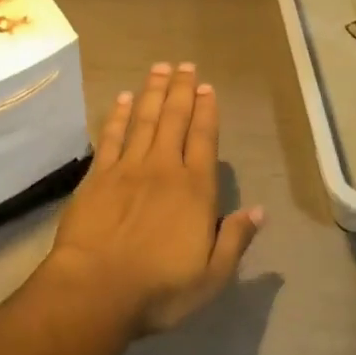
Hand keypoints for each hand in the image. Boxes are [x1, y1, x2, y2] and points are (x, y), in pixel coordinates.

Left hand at [44, 62, 264, 335]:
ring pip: (143, 119)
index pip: (204, 140)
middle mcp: (162, 168)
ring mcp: (127, 168)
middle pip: (174, 120)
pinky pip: (111, 136)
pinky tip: (122, 99)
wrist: (96, 288)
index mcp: (194, 190)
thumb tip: (259, 211)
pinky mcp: (97, 175)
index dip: (207, 111)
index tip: (207, 87)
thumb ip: (235, 240)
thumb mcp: (211, 276)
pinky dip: (117, 115)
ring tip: (159, 69)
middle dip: (181, 90)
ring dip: (152, 92)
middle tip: (184, 65)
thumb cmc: (159, 289)